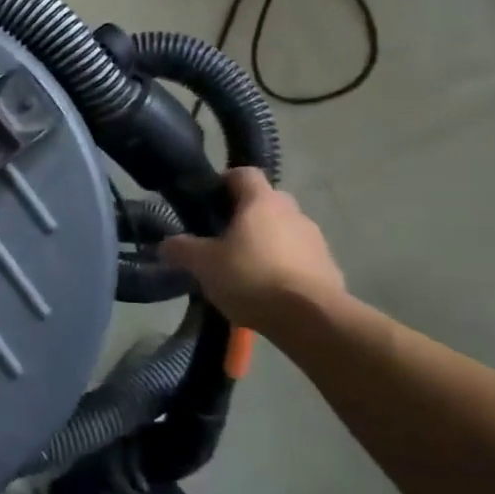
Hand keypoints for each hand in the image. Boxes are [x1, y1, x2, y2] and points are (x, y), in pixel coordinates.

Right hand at [160, 167, 347, 330]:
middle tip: (223, 239)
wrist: (313, 319)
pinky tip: (270, 291)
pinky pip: (300, 258)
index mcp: (261, 201)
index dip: (224, 182)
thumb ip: (182, 250)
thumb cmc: (252, 278)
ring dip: (267, 243)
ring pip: (284, 231)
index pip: (243, 173)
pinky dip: (285, 267)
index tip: (209, 201)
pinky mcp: (329, 268)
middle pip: (265, 202)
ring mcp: (315, 239)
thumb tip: (165, 245)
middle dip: (245, 216)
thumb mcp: (204, 264)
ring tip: (245, 270)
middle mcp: (292, 211)